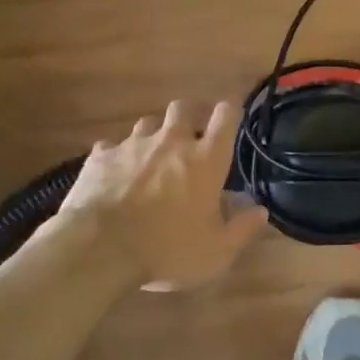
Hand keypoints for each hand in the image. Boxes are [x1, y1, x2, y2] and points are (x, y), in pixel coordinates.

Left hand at [57, 99, 269, 292]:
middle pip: (184, 107)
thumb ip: (242, 229)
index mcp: (206, 159)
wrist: (99, 248)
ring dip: (154, 135)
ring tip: (152, 157)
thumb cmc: (167, 249)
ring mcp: (133, 145)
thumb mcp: (216, 251)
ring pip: (148, 123)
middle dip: (189, 116)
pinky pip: (112, 146)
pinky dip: (117, 156)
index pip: (226, 116)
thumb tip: (261, 210)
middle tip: (190, 139)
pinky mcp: (101, 156)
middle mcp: (172, 141)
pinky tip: (115, 174)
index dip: (230, 112)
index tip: (230, 119)